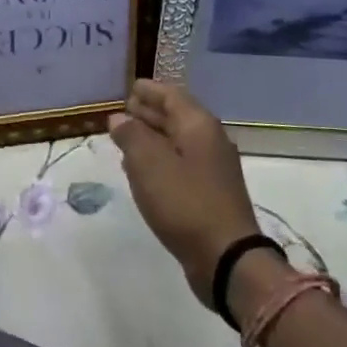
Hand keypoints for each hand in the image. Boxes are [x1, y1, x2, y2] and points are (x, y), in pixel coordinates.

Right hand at [109, 80, 261, 307]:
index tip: (130, 87)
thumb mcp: (148, 163)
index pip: (171, 95)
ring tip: (126, 139)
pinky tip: (142, 172)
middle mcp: (210, 141)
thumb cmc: (184, 202)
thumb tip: (119, 118)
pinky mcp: (210, 194)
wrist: (226, 258)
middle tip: (123, 110)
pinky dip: (161, 160)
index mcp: (198, 125)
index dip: (149, 90)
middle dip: (150, 112)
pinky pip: (181, 165)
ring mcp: (213, 169)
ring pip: (178, 142)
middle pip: (176, 117)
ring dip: (153, 138)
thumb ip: (131, 135)